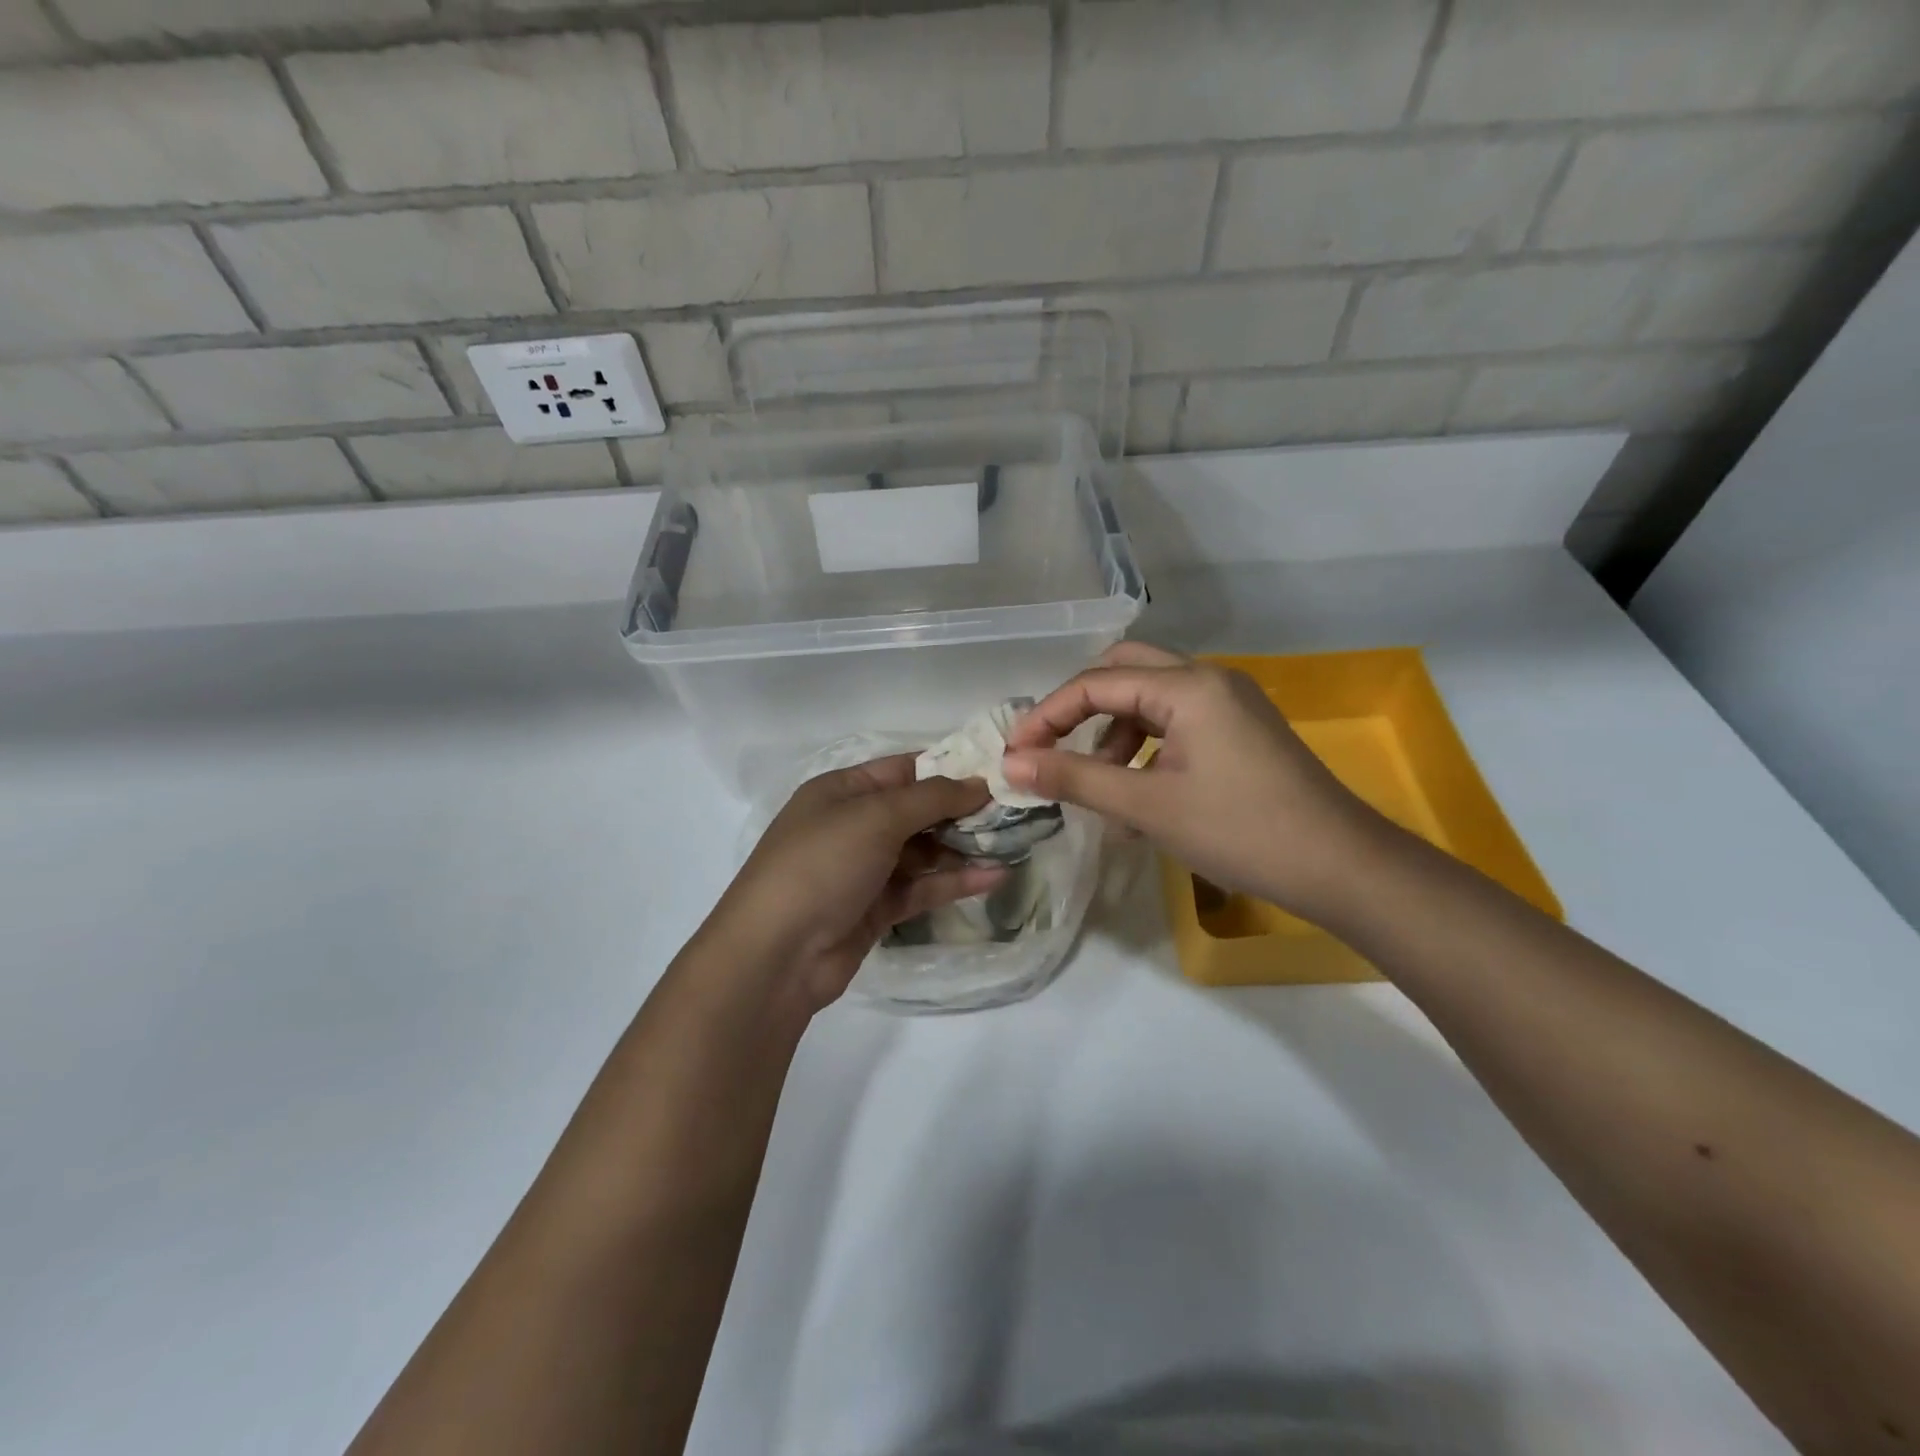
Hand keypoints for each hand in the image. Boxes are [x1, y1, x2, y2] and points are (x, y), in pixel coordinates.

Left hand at [701, 755, 1005, 1011]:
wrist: (776, 955)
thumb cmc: (822, 865)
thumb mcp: (875, 817)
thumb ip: (931, 798)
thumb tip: (978, 783)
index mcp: (843, 791)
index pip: (904, 769)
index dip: (949, 768)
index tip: (998, 770)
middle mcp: (853, 825)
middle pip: (917, 810)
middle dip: (963, 810)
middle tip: (1015, 809)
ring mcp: (864, 869)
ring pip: (923, 851)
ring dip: (964, 848)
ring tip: (1014, 842)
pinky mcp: (876, 909)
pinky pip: (921, 887)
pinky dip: (954, 882)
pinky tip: (994, 877)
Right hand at [1002, 643, 1383, 921]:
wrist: (1340, 866)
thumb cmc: (1240, 831)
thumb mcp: (1147, 806)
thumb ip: (1074, 779)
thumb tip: (1011, 765)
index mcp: (1187, 686)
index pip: (1095, 683)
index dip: (1047, 716)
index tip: (1015, 753)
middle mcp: (1209, 678)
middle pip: (1124, 671)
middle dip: (1080, 708)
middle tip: (1052, 747)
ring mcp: (1230, 702)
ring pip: (1150, 696)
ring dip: (1114, 731)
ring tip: (1100, 783)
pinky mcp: (1242, 728)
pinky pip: (1177, 721)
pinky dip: (1146, 745)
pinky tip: (1140, 793)